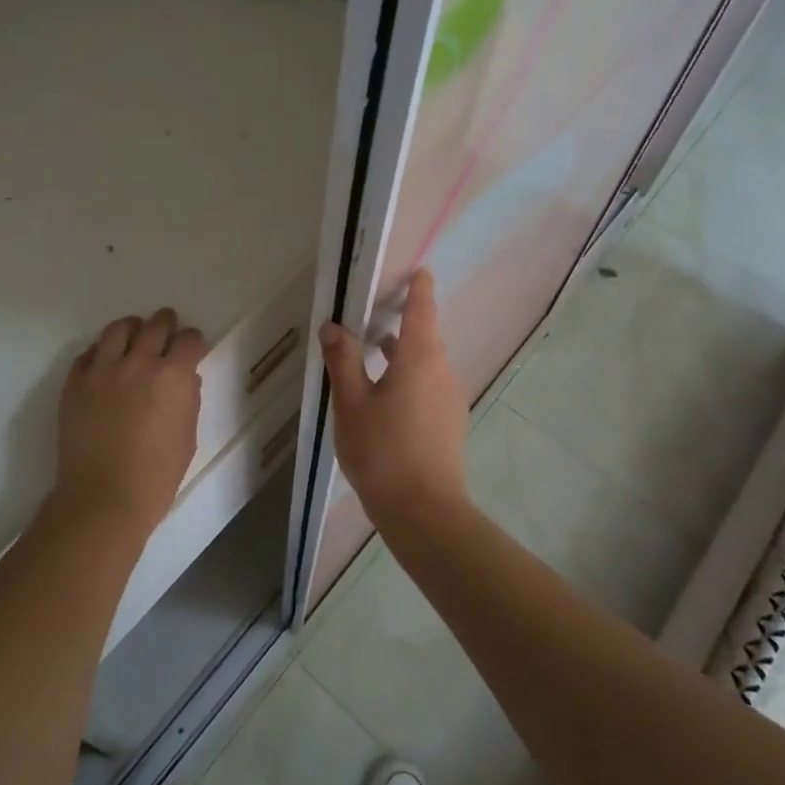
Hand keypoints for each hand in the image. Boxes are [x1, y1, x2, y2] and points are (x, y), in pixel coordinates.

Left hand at [55, 308, 207, 535]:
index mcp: (173, 377)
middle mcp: (138, 363)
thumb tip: (184, 378)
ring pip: (119, 329)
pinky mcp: (75, 382)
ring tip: (134, 336)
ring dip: (132, 329)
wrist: (103, 498)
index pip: (189, 340)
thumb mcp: (187, 437)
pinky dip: (102, 352)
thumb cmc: (156, 476)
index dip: (193, 342)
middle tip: (167, 330)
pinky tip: (106, 363)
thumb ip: (188, 399)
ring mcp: (102, 370)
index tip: (192, 348)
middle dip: (166, 324)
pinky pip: (89, 353)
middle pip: (156, 324)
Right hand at [318, 270, 470, 530]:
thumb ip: (343, 360)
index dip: (420, 289)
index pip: (423, 310)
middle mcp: (443, 372)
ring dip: (405, 352)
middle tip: (377, 313)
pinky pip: (431, 384)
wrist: (424, 511)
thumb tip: (333, 326)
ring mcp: (451, 399)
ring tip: (376, 352)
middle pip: (426, 336)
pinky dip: (411, 376)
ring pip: (428, 363)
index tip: (418, 272)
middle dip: (405, 322)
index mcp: (420, 359)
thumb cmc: (382, 450)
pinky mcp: (450, 423)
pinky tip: (388, 395)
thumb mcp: (351, 402)